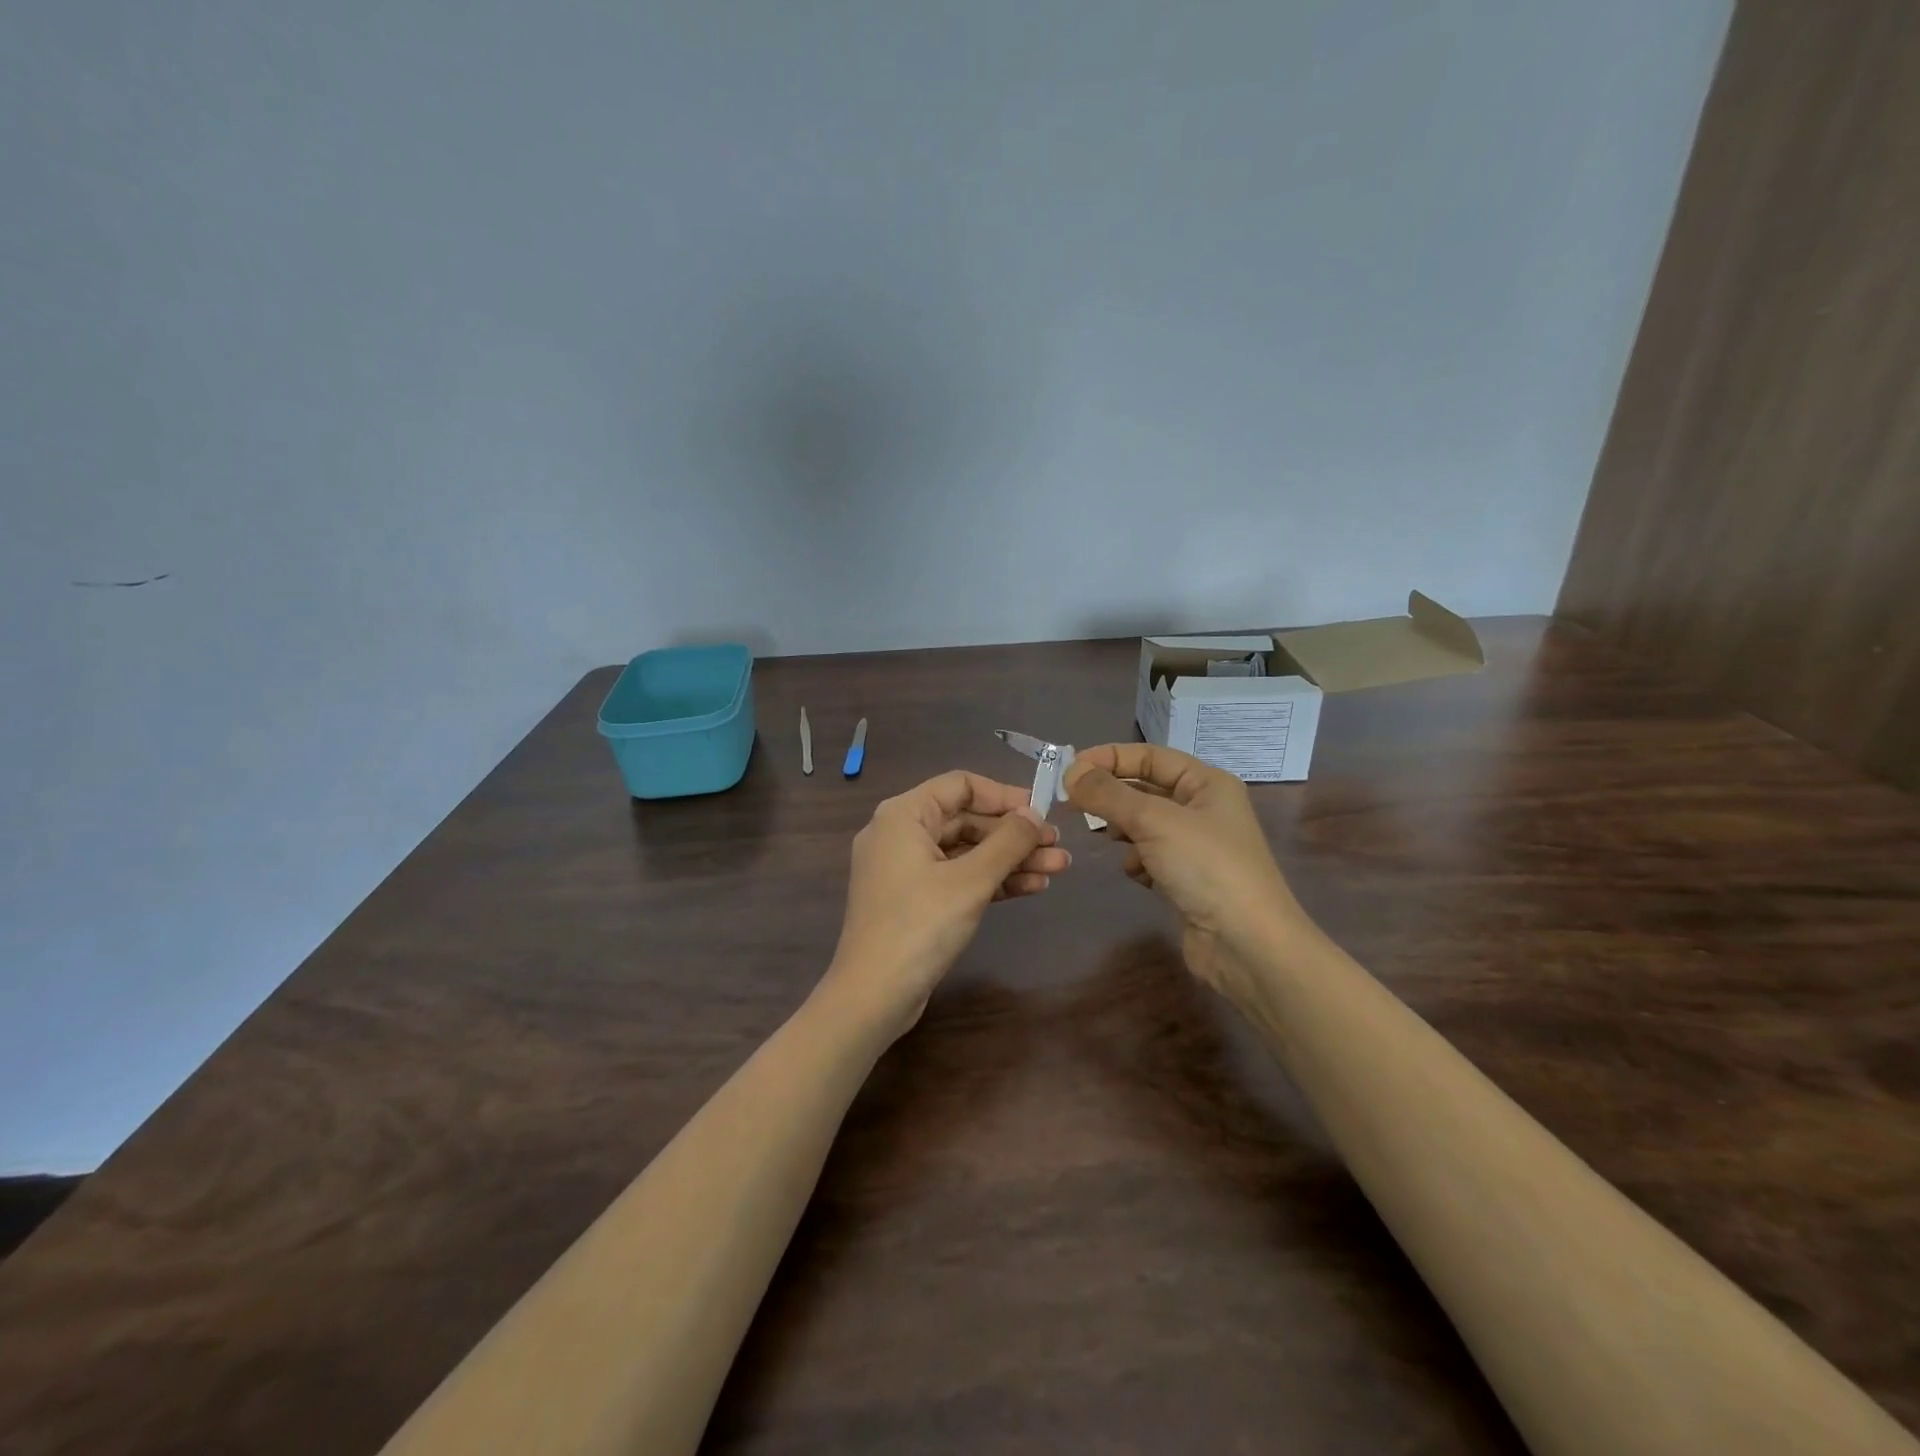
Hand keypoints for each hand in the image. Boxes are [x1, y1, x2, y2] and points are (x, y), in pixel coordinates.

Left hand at [821, 771, 1069, 1038]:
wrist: (874, 996)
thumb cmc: (920, 926)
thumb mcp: (971, 880)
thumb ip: (1007, 842)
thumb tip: (1034, 815)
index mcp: (903, 815)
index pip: (960, 786)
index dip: (1004, 795)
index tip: (1041, 812)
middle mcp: (900, 834)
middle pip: (966, 820)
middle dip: (1014, 834)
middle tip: (1057, 846)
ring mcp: (905, 869)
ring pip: (966, 852)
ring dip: (1010, 859)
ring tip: (1058, 868)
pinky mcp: (914, 900)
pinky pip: (957, 877)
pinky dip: (991, 880)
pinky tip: (1031, 886)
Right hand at [1064, 744, 1304, 1004]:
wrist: (1247, 944)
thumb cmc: (1206, 867)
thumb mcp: (1153, 820)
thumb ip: (1108, 794)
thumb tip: (1071, 773)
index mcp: (1206, 783)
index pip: (1149, 756)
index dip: (1109, 758)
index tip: (1069, 771)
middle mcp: (1203, 809)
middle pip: (1144, 789)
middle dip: (1111, 796)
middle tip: (1072, 804)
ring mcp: (1196, 846)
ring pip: (1143, 825)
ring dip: (1123, 830)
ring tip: (1109, 838)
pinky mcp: (1186, 879)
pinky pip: (1149, 857)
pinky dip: (1138, 862)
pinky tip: (1139, 875)